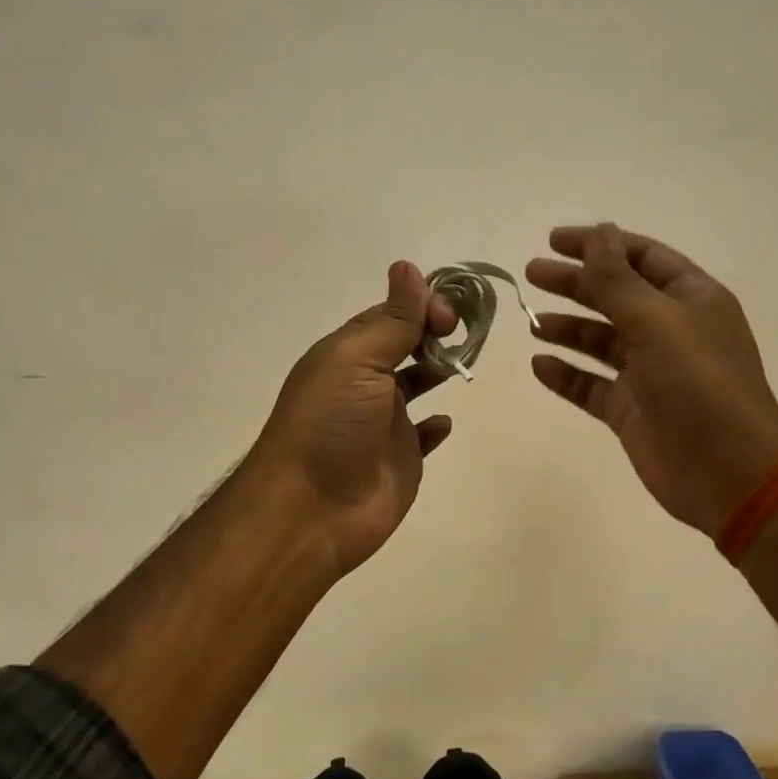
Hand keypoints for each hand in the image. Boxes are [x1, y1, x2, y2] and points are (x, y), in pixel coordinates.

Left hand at [245, 261, 458, 577]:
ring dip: (440, 368)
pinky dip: (437, 425)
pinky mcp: (400, 459)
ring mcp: (384, 422)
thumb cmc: (330, 424)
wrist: (311, 511)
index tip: (450, 316)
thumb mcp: (357, 360)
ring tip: (466, 362)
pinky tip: (446, 421)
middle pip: (407, 344)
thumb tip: (408, 267)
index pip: (392, 314)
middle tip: (466, 334)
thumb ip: (392, 319)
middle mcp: (366, 382)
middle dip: (436, 332)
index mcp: (349, 353)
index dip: (424, 305)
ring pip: (418, 384)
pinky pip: (424, 435)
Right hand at [527, 223, 777, 537]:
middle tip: (532, 274)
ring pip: (601, 341)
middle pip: (615, 296)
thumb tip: (599, 231)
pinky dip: (567, 375)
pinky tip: (541, 366)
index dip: (600, 245)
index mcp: (691, 300)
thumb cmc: (698, 383)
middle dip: (575, 283)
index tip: (555, 241)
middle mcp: (671, 331)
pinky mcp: (632, 410)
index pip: (642, 257)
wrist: (728, 472)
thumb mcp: (656, 320)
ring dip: (568, 329)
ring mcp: (650, 373)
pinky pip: (592, 386)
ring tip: (533, 324)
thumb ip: (618, 278)